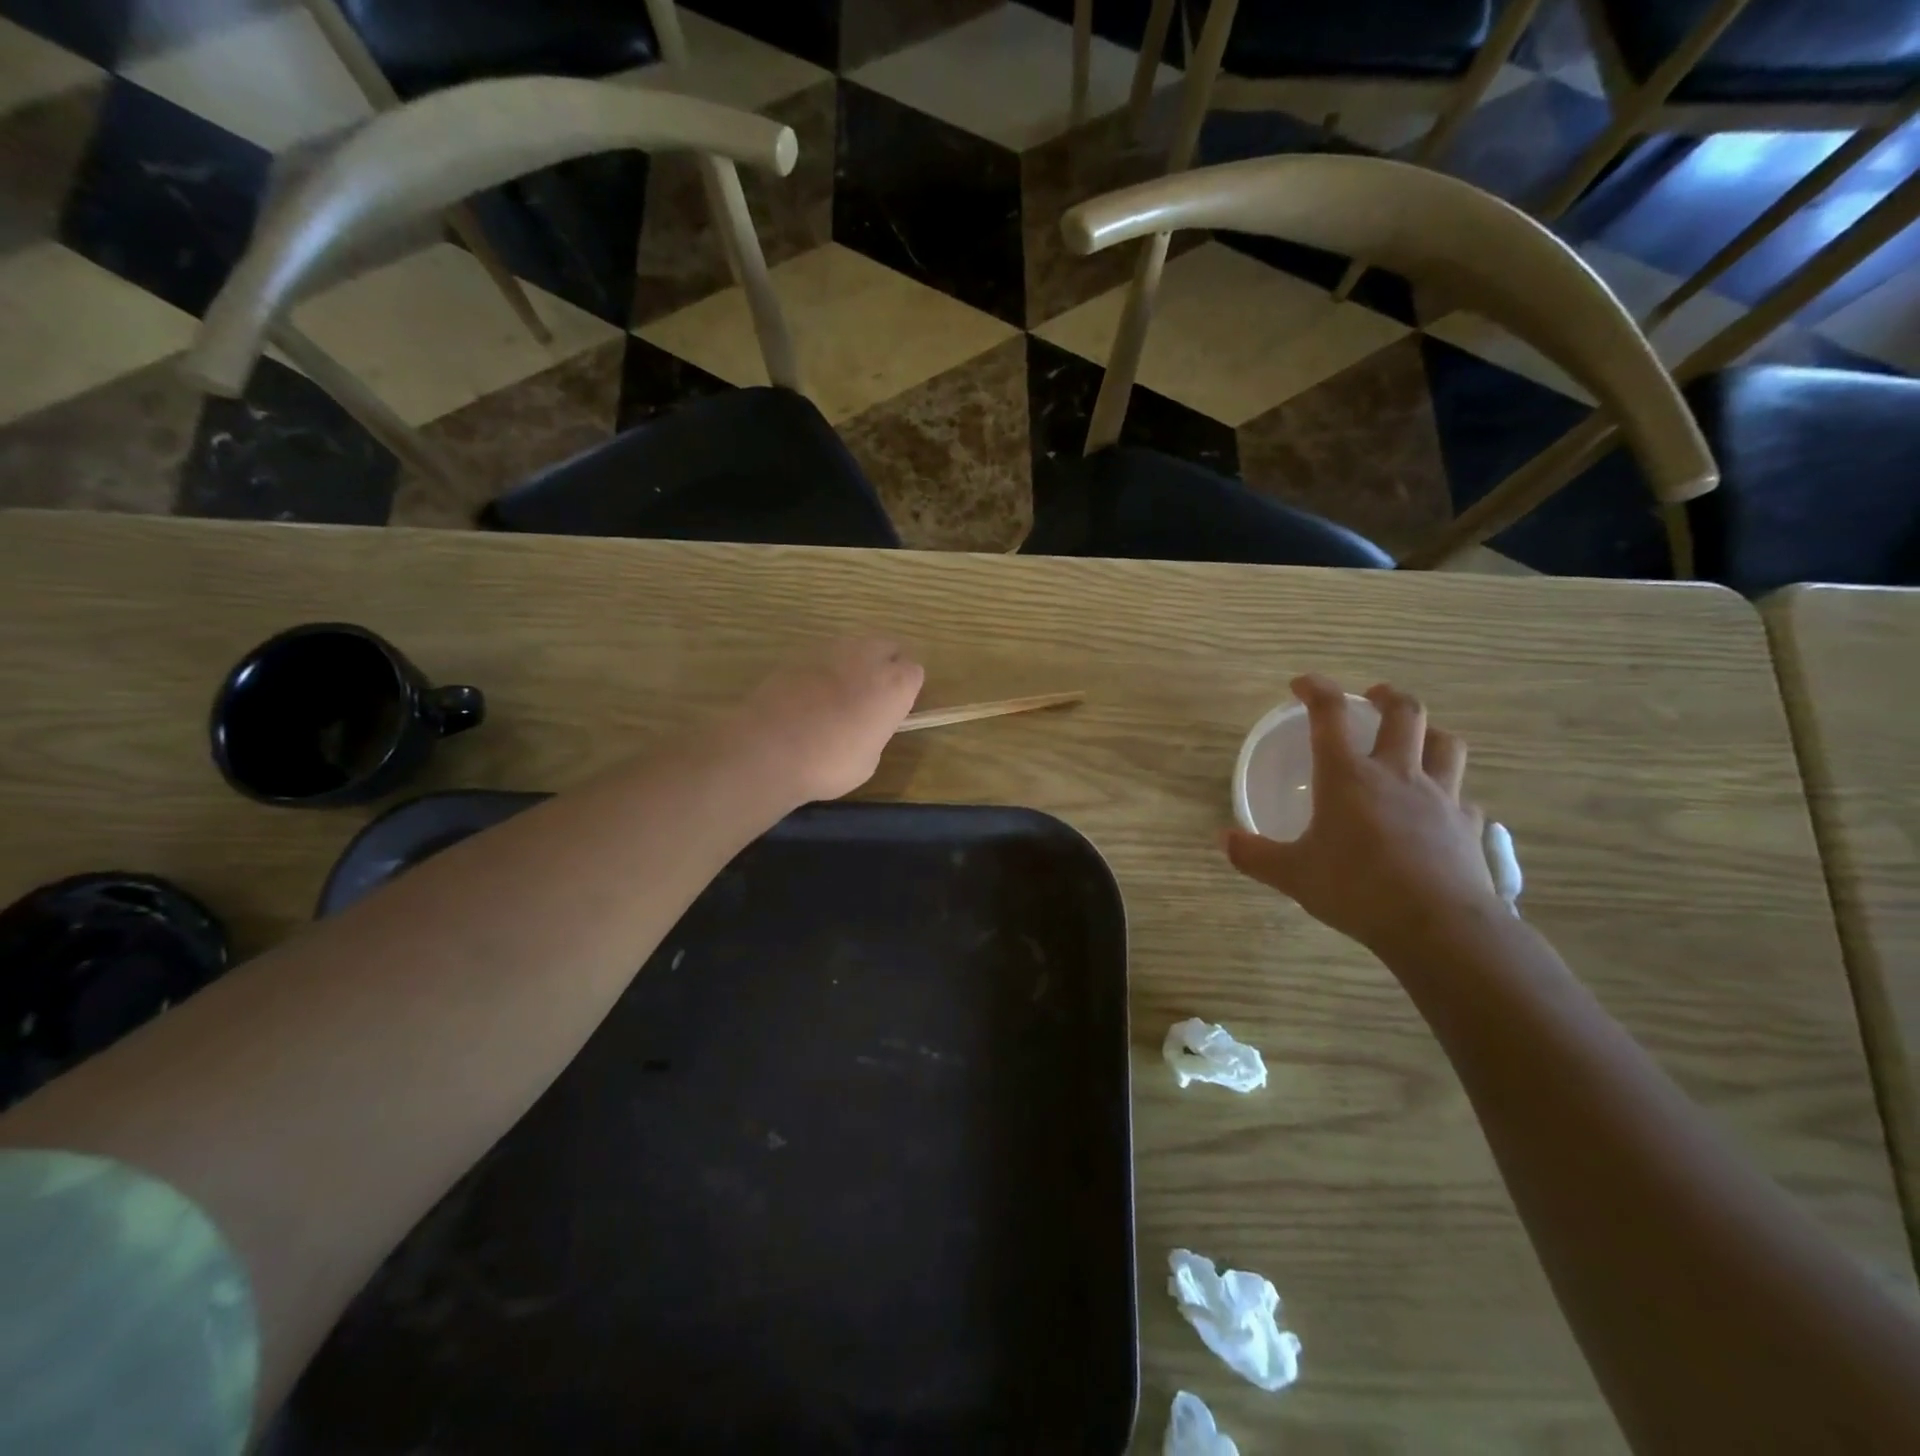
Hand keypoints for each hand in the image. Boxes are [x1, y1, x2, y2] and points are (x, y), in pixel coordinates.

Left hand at [726, 636, 924, 804]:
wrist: (770, 750)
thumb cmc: (830, 763)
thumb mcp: (868, 760)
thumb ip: (874, 732)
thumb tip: (864, 726)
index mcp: (895, 685)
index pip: (915, 671)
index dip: (905, 689)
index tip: (893, 709)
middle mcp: (867, 657)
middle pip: (887, 647)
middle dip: (884, 665)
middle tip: (871, 696)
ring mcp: (830, 650)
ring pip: (854, 646)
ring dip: (853, 663)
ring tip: (838, 694)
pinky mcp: (797, 654)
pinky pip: (822, 656)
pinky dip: (822, 670)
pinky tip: (808, 696)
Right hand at [1224, 675, 1498, 954]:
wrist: (1438, 926)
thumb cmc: (1356, 889)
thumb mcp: (1293, 874)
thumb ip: (1255, 855)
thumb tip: (1224, 840)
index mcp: (1348, 777)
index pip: (1330, 714)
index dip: (1316, 689)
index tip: (1302, 684)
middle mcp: (1396, 774)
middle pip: (1405, 713)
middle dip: (1387, 696)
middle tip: (1373, 696)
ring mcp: (1439, 797)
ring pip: (1446, 744)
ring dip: (1430, 732)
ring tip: (1416, 739)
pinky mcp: (1467, 825)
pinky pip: (1463, 795)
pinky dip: (1450, 791)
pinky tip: (1439, 805)